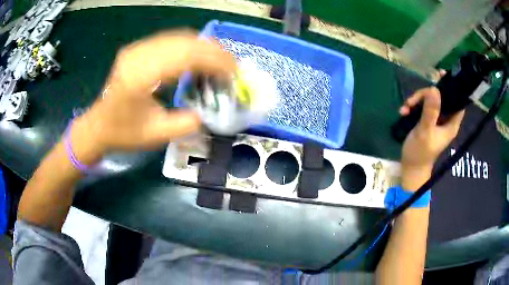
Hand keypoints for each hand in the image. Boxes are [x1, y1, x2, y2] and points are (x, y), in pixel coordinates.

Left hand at [69, 31, 236, 164]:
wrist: (98, 125)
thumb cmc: (123, 133)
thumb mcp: (155, 136)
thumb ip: (185, 124)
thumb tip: (209, 112)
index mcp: (140, 77)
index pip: (184, 57)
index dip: (213, 60)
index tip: (233, 71)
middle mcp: (138, 56)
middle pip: (184, 41)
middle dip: (213, 51)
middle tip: (232, 65)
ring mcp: (137, 49)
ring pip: (179, 36)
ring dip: (203, 46)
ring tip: (220, 60)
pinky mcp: (138, 49)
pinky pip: (170, 39)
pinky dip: (190, 45)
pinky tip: (199, 56)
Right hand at [400, 87, 463, 189]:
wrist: (410, 168)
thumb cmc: (420, 153)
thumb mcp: (425, 131)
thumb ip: (430, 111)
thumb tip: (434, 89)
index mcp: (451, 123)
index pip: (457, 102)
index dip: (453, 87)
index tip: (441, 75)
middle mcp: (445, 120)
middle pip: (440, 98)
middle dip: (426, 95)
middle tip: (414, 99)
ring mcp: (436, 120)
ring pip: (429, 101)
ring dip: (416, 101)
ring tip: (406, 108)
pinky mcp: (427, 121)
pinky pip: (422, 107)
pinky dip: (413, 107)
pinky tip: (404, 112)